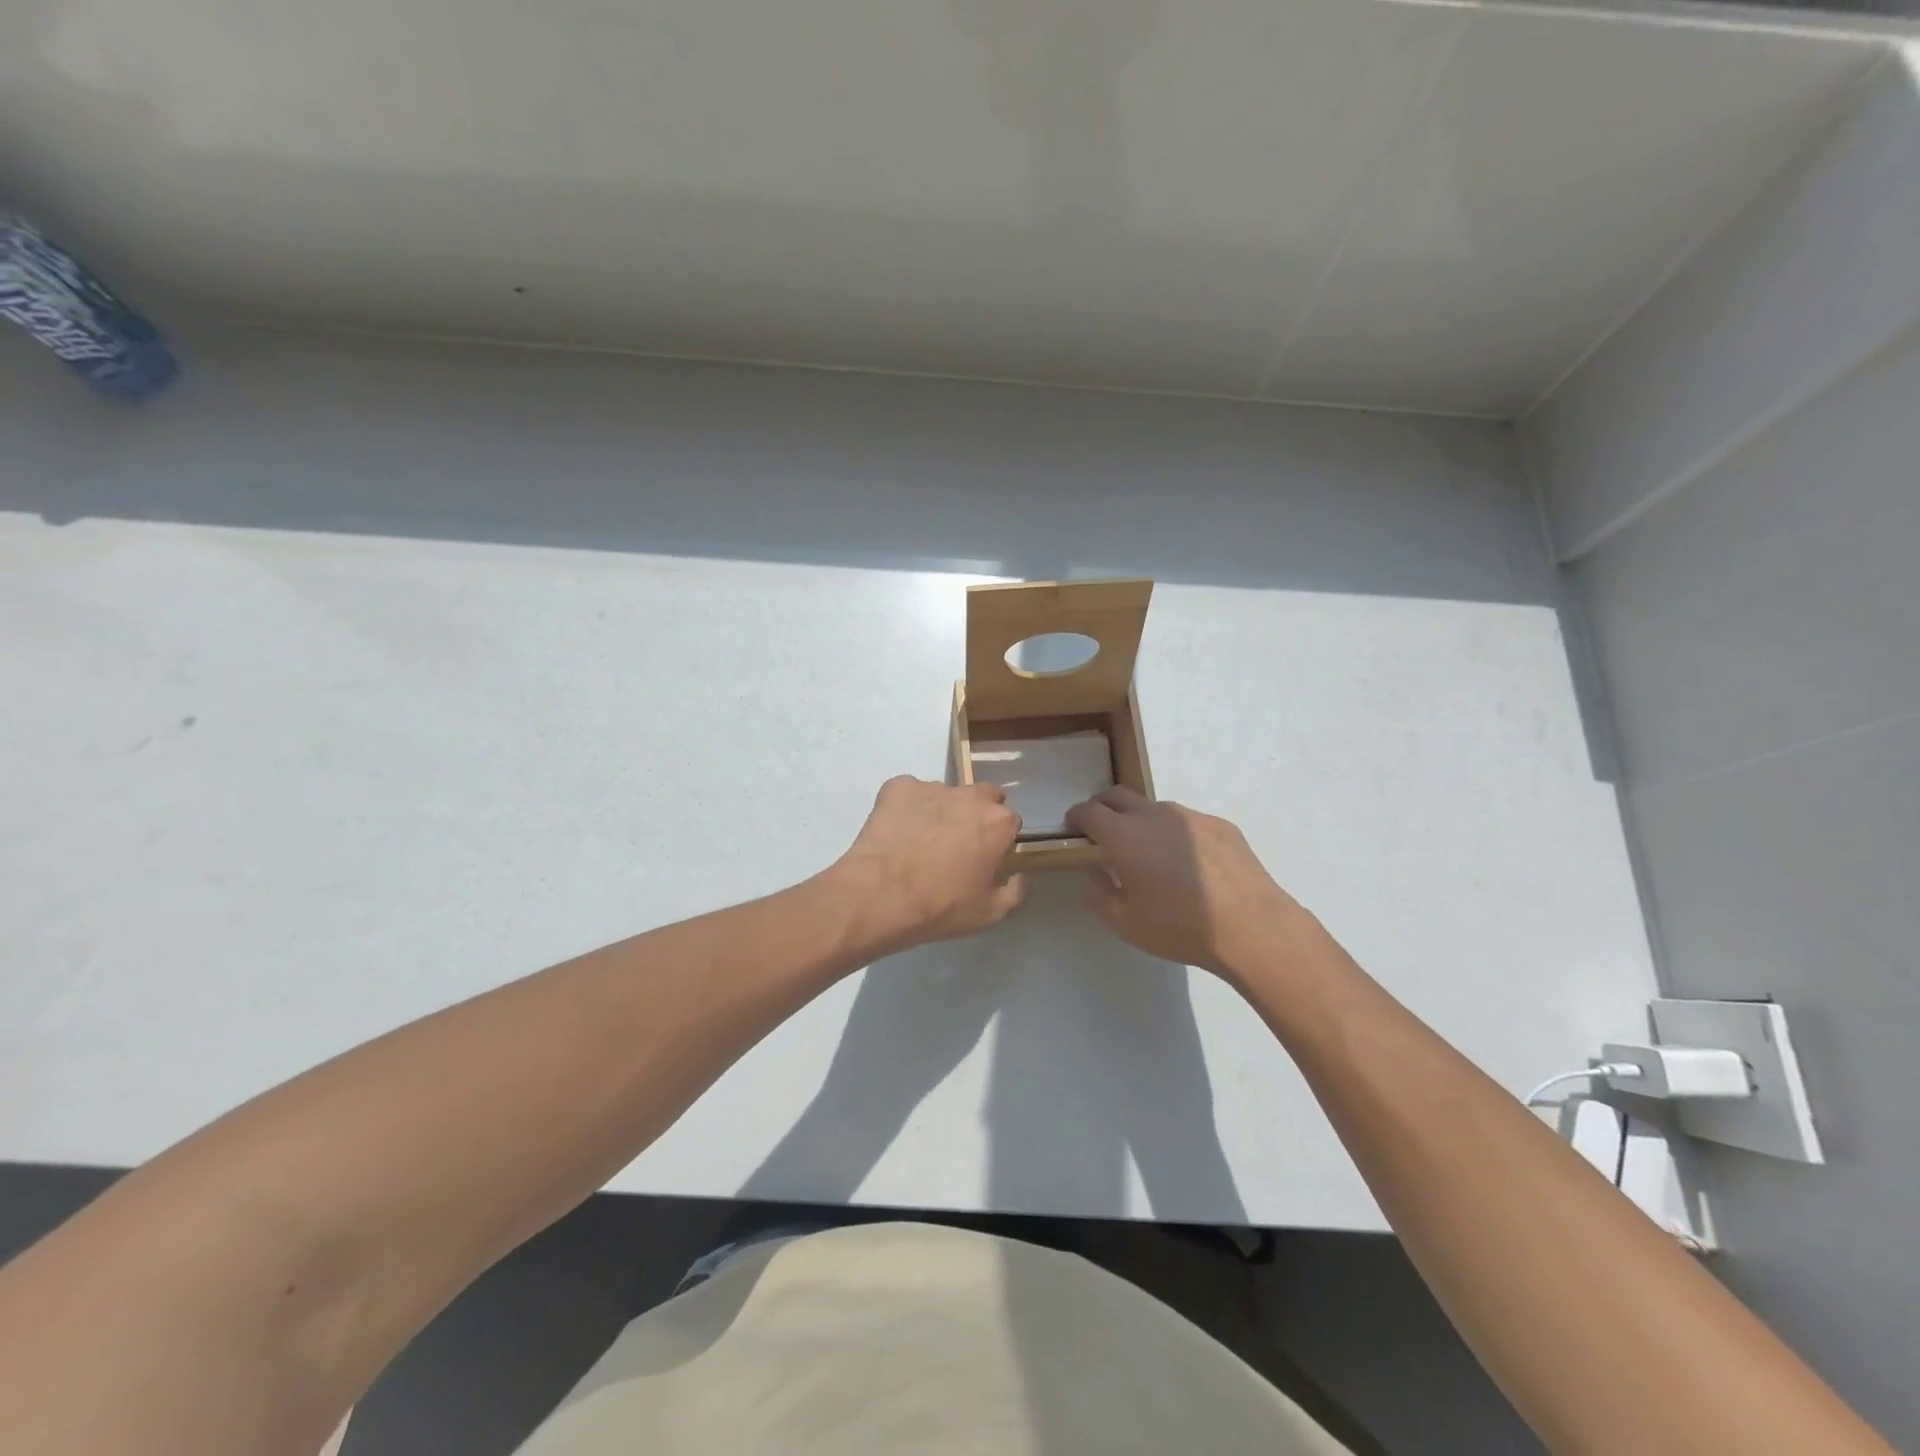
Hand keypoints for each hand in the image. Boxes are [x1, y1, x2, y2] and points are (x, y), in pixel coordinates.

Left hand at [833, 776, 1026, 951]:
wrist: (881, 895)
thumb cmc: (942, 907)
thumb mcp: (990, 914)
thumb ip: (1016, 892)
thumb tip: (1020, 877)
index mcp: (998, 822)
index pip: (1010, 822)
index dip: (999, 840)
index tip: (985, 858)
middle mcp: (970, 796)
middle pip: (983, 796)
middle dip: (977, 813)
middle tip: (959, 843)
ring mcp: (932, 787)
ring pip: (945, 794)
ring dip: (940, 811)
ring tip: (920, 841)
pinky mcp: (898, 787)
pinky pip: (908, 794)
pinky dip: (906, 808)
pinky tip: (897, 833)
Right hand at [1063, 787, 1323, 981]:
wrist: (1251, 927)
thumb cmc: (1179, 927)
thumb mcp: (1124, 923)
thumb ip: (1099, 893)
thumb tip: (1095, 872)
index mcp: (1124, 835)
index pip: (1089, 811)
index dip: (1076, 816)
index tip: (1073, 827)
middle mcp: (1154, 815)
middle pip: (1118, 795)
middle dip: (1103, 807)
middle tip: (1103, 831)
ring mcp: (1191, 816)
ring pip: (1155, 808)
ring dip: (1142, 822)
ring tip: (1152, 853)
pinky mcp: (1221, 825)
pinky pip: (1188, 822)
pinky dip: (1177, 834)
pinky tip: (1190, 865)